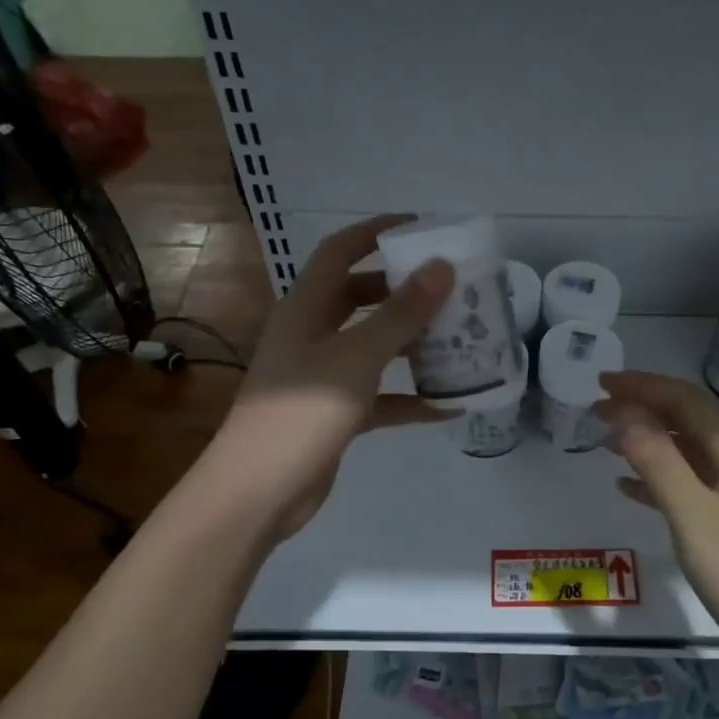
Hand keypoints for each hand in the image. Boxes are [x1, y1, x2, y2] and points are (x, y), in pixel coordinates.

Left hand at [208, 215, 453, 538]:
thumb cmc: (304, 412)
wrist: (259, 491)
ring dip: (411, 343)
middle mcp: (311, 335)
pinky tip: (448, 406)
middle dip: (402, 290)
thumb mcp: (357, 357)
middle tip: (448, 288)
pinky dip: (408, 398)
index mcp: (306, 309)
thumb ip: (401, 314)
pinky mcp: (333, 414)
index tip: (421, 227)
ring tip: (458, 338)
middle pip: (359, 298)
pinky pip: (378, 396)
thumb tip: (441, 267)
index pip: (340, 252)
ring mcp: (321, 376)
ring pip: (372, 347)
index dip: (376, 232)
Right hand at [598, 372, 718, 666]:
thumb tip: (623, 413)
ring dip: (649, 441)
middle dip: (643, 409)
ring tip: (607, 442)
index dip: (641, 387)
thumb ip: (658, 462)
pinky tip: (631, 489)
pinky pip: (694, 485)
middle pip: (688, 420)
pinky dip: (660, 479)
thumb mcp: (696, 518)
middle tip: (596, 411)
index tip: (599, 383)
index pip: (683, 400)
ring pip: (689, 452)